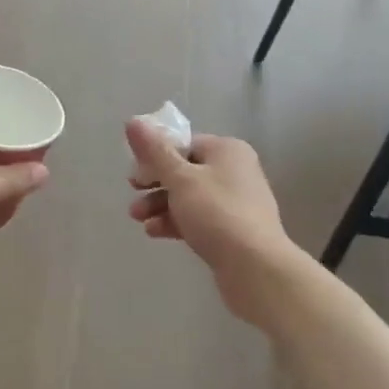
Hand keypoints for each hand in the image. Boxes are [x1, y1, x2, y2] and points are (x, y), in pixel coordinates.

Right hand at [126, 120, 297, 323]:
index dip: (155, 156)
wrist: (256, 268)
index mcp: (227, 150)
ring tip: (138, 219)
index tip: (135, 174)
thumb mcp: (180, 178)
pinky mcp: (233, 230)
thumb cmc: (216, 213)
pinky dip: (176, 221)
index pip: (184, 143)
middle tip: (133, 194)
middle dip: (155, 184)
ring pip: (189, 197)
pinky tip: (155, 232)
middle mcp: (235, 171)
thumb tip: (133, 121)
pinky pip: (198, 218)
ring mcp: (236, 202)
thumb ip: (155, 151)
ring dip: (161, 205)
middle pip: (185, 170)